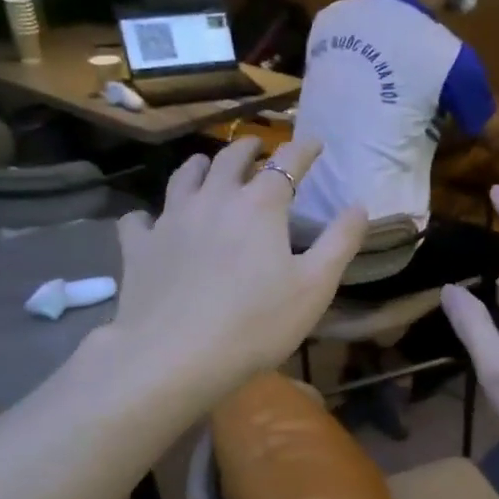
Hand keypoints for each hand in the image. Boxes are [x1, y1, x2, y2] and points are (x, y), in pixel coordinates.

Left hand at [92, 138, 365, 402]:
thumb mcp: (315, 287)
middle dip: (249, 149)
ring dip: (200, 165)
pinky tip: (151, 223)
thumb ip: (340, 242)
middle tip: (258, 147)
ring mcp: (170, 220)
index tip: (315, 143)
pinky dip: (149, 215)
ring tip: (206, 165)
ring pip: (184, 177)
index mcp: (260, 205)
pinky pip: (140, 219)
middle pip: (231, 159)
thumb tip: (360, 205)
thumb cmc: (257, 323)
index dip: (303, 149)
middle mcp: (213, 199)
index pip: (286, 163)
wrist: (176, 356)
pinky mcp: (139, 247)